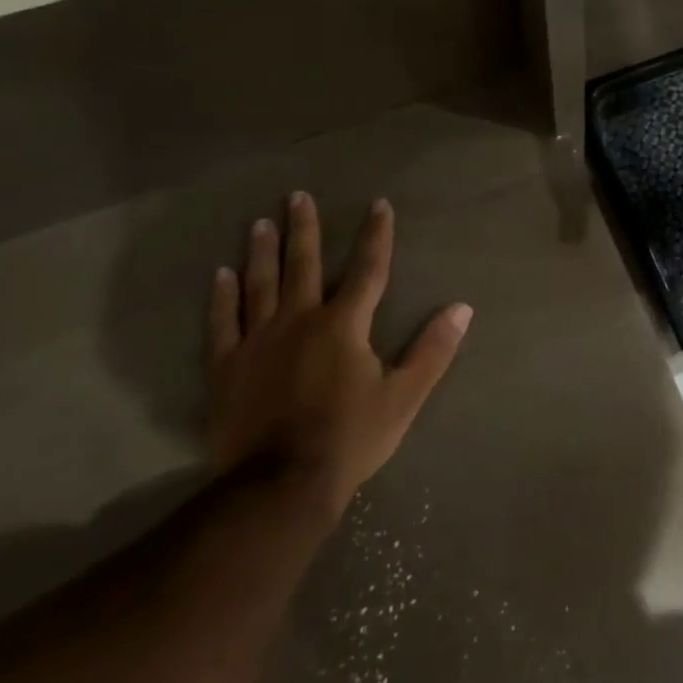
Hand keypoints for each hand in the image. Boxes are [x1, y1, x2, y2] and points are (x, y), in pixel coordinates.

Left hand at [206, 192, 469, 520]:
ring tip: (260, 223)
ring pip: (260, 286)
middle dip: (304, 229)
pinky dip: (222, 298)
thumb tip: (462, 308)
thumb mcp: (404, 396)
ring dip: (262, 252)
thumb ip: (433, 349)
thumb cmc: (350, 438)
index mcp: (344, 325)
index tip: (378, 205)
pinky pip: (223, 324)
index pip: (367, 270)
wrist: (280, 486)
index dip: (376, 236)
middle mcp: (299, 321)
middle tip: (296, 196)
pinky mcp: (227, 368)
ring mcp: (258, 342)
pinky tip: (220, 276)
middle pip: (302, 265)